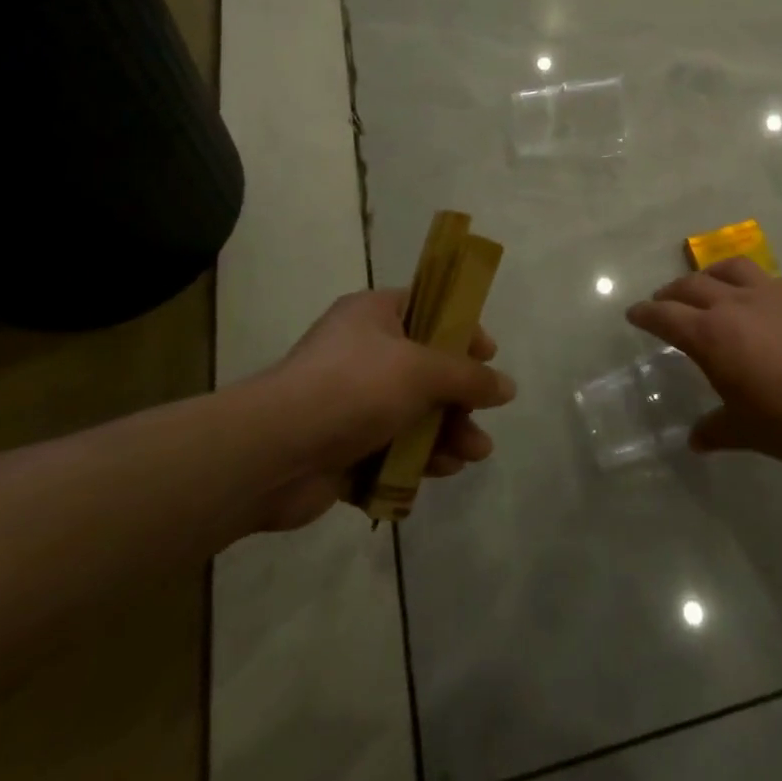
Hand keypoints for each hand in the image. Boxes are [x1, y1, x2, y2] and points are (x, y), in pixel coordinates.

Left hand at [226, 288, 513, 529]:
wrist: (274, 453)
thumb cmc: (353, 388)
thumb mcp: (423, 371)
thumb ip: (469, 377)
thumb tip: (507, 387)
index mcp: (373, 315)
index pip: (428, 308)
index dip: (461, 329)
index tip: (488, 355)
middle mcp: (361, 353)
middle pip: (425, 369)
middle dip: (459, 397)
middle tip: (483, 416)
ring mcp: (350, 402)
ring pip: (412, 413)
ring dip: (446, 433)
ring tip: (473, 455)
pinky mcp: (342, 447)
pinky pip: (391, 448)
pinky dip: (416, 459)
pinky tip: (441, 472)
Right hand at [626, 258, 781, 460]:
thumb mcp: (748, 431)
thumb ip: (717, 431)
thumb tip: (695, 440)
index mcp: (711, 335)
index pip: (666, 316)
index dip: (646, 314)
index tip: (634, 313)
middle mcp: (733, 304)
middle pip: (691, 285)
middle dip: (671, 292)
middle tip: (663, 300)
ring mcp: (769, 292)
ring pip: (728, 268)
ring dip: (708, 274)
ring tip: (705, 283)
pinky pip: (763, 277)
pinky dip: (747, 282)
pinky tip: (758, 298)